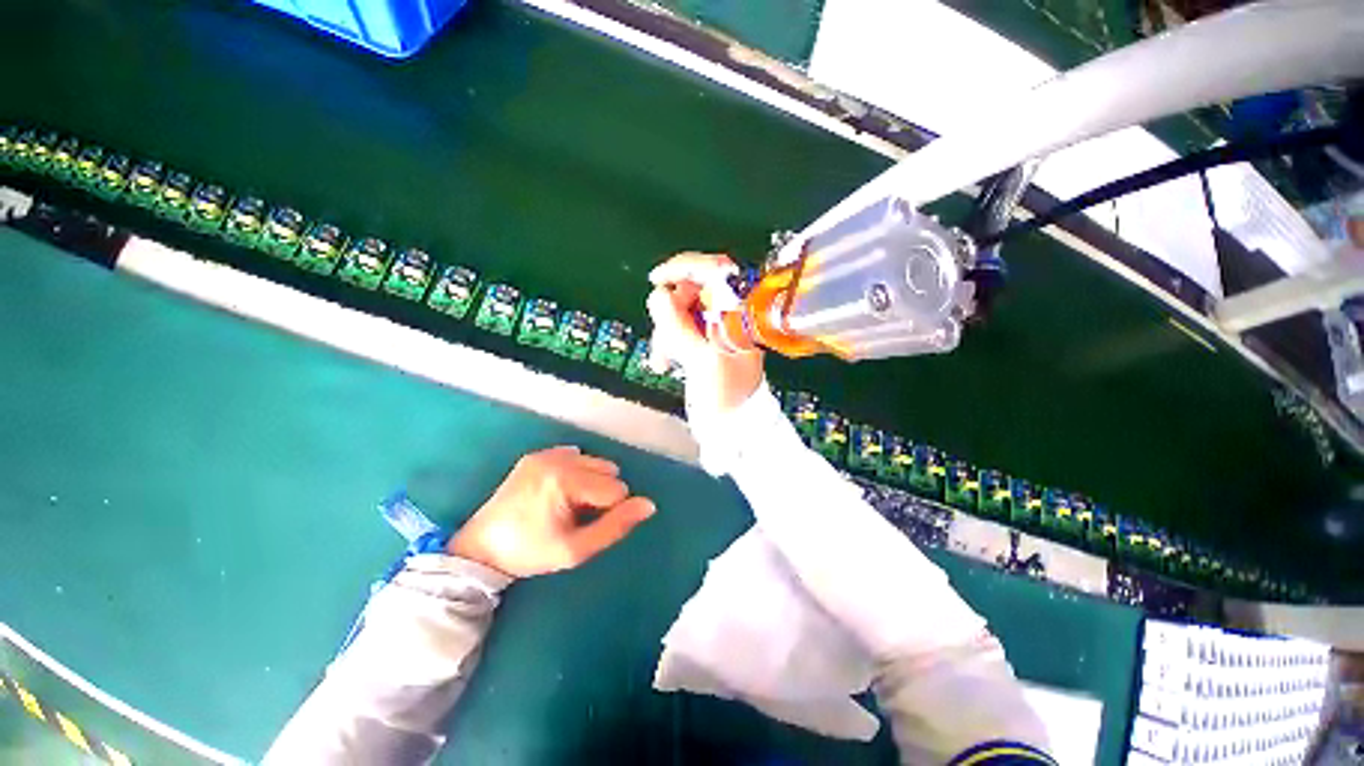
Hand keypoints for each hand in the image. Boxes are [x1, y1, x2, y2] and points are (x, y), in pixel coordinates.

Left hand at [448, 447, 655, 577]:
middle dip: (600, 493)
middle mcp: (558, 458)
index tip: (583, 525)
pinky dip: (575, 472)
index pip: (616, 489)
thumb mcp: (576, 550)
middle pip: (608, 470)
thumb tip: (649, 505)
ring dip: (590, 482)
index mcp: (567, 480)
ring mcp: (546, 453)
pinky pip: (574, 456)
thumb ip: (616, 526)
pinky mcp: (537, 454)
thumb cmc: (531, 552)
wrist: (480, 548)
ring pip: (594, 461)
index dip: (607, 511)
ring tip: (565, 504)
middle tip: (575, 515)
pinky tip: (557, 491)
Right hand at [646, 252, 764, 413]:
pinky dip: (668, 342)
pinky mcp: (705, 337)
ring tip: (664, 361)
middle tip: (665, 341)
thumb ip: (678, 326)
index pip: (714, 270)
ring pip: (680, 309)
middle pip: (690, 290)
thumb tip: (657, 294)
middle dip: (670, 315)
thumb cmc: (725, 393)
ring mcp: (717, 324)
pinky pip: (679, 327)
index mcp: (740, 311)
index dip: (683, 267)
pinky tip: (665, 362)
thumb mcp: (702, 359)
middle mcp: (730, 311)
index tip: (656, 280)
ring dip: (666, 333)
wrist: (732, 422)